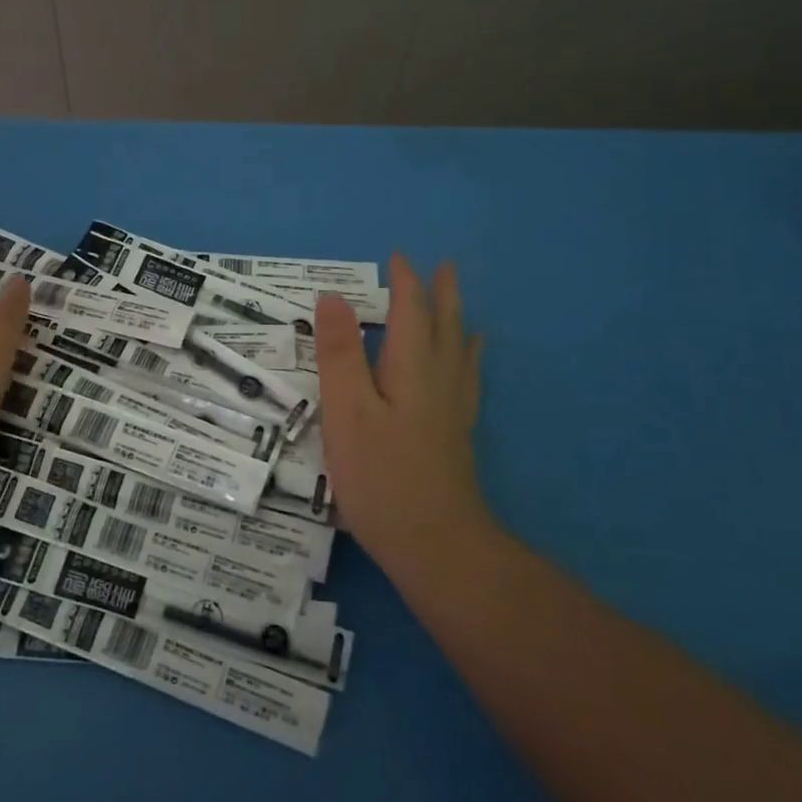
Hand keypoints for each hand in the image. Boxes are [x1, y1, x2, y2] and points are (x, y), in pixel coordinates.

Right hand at [314, 254, 493, 578]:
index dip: (405, 283)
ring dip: (457, 321)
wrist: (436, 545)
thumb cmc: (381, 475)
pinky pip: (466, 381)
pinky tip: (468, 367)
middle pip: (444, 326)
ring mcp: (452, 410)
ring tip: (461, 304)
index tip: (398, 257)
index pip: (411, 312)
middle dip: (441, 294)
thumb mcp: (347, 411)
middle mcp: (439, 381)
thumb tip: (333, 297)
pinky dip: (467, 360)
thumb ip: (340, 354)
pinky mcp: (455, 436)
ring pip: (459, 352)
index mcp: (412, 368)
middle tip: (444, 266)